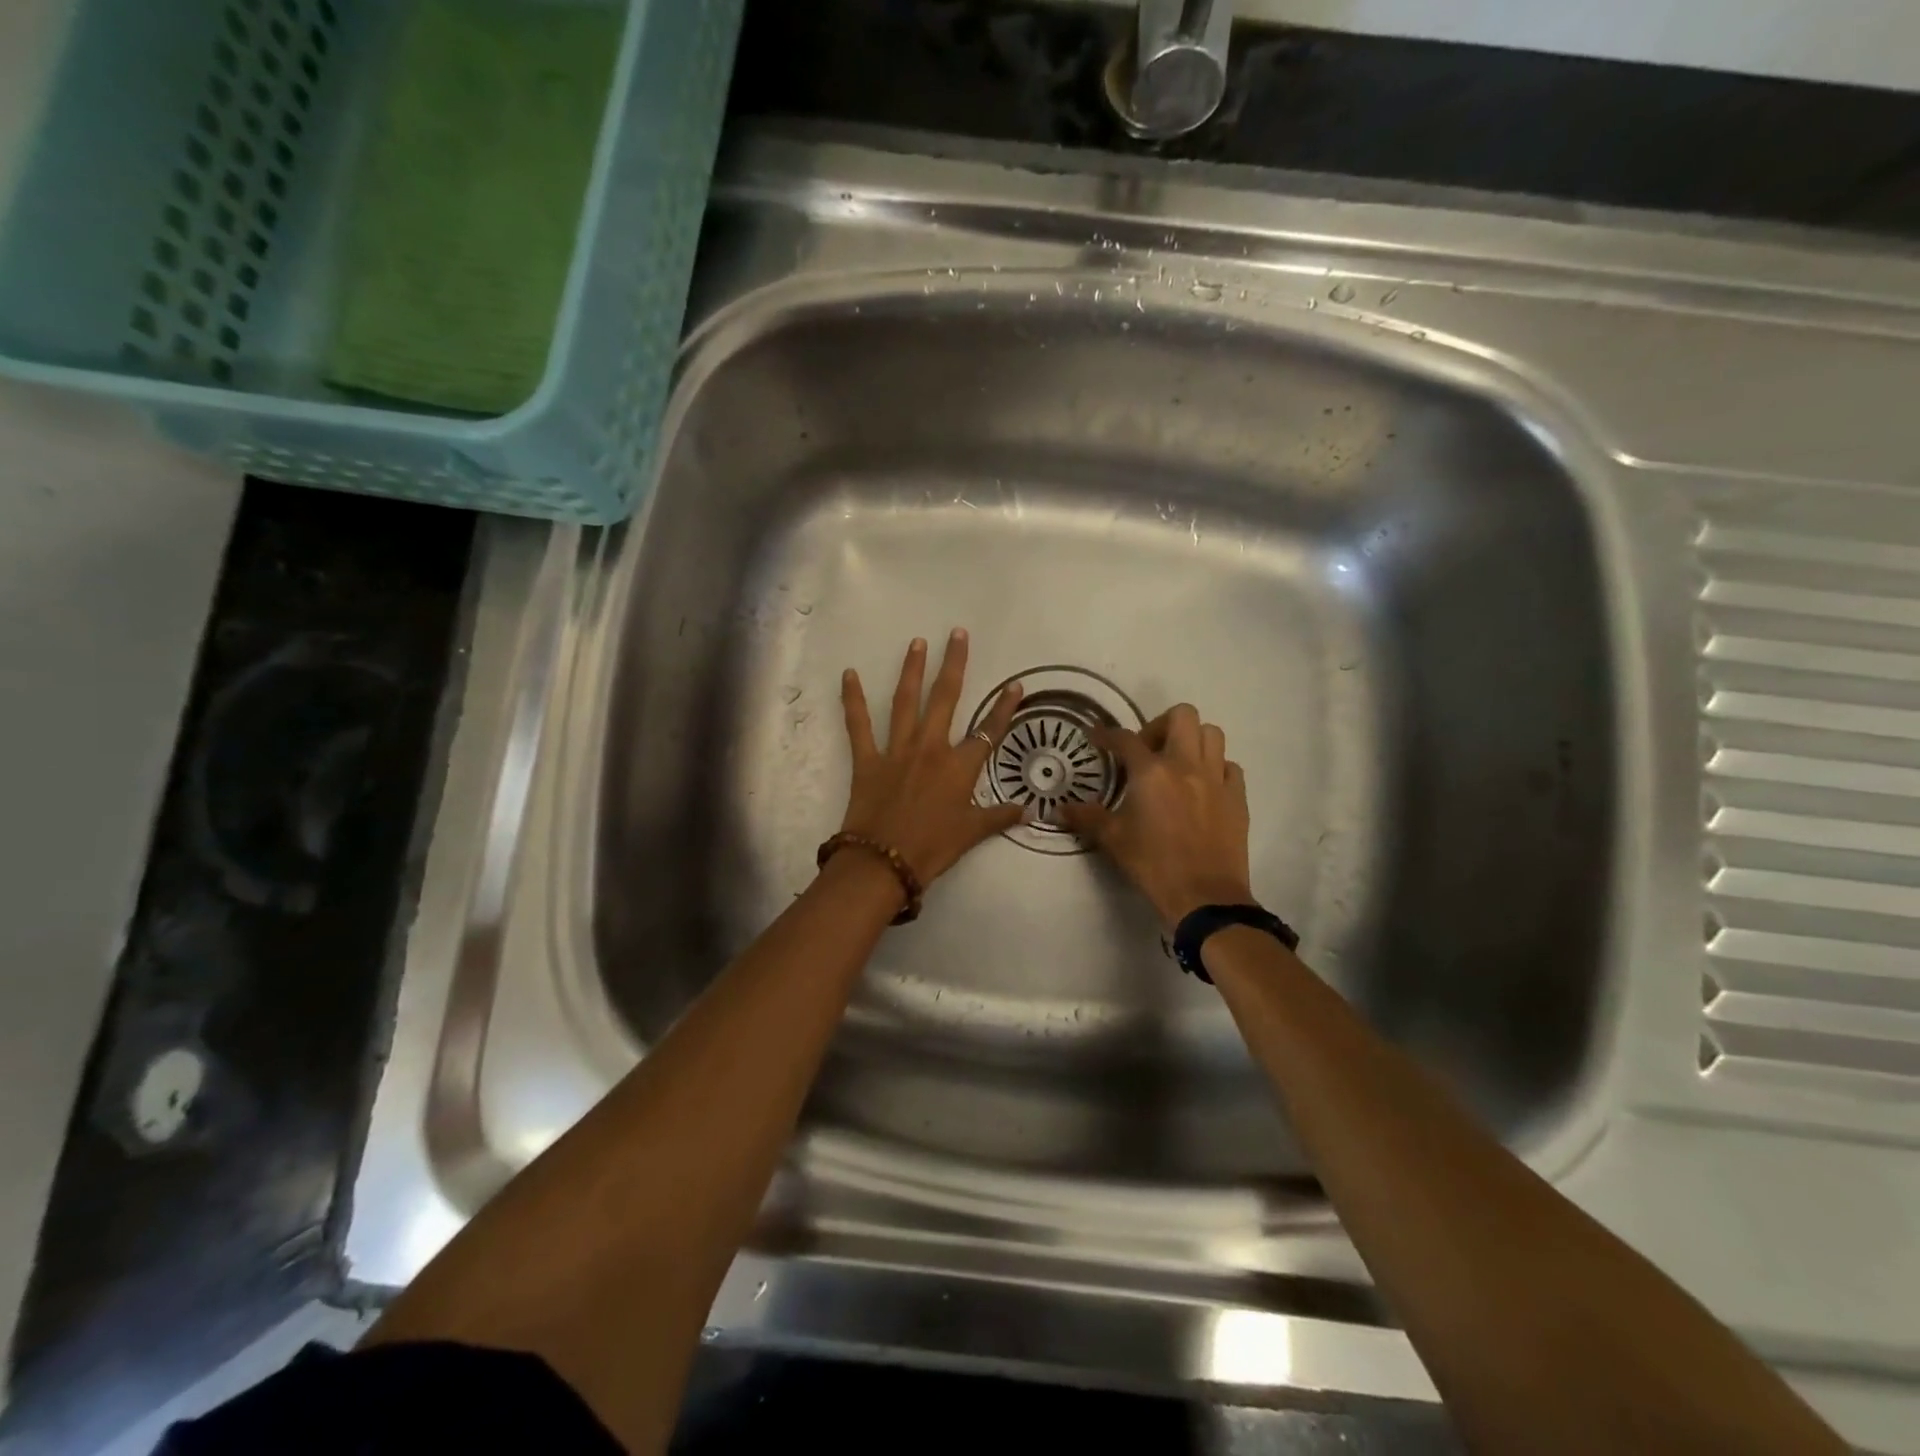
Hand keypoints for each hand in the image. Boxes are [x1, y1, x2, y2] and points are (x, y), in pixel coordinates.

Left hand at [838, 630, 1025, 885]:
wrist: (884, 862)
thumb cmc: (933, 848)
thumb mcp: (972, 833)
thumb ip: (999, 817)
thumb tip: (1029, 811)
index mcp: (959, 766)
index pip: (989, 730)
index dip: (1004, 707)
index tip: (1016, 685)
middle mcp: (930, 748)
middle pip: (946, 698)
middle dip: (954, 664)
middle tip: (957, 634)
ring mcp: (896, 750)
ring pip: (906, 701)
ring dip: (911, 670)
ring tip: (916, 642)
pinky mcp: (867, 759)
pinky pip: (858, 724)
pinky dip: (853, 699)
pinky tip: (849, 674)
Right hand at [1059, 704, 1253, 929]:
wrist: (1205, 897)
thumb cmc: (1153, 865)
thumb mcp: (1113, 840)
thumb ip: (1086, 818)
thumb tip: (1058, 809)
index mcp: (1152, 772)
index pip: (1125, 739)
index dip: (1107, 735)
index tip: (1096, 737)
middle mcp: (1186, 765)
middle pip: (1182, 716)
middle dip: (1160, 725)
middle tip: (1147, 751)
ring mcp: (1216, 779)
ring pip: (1212, 734)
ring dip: (1192, 740)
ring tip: (1177, 763)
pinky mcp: (1237, 798)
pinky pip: (1229, 766)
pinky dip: (1215, 767)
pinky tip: (1203, 786)